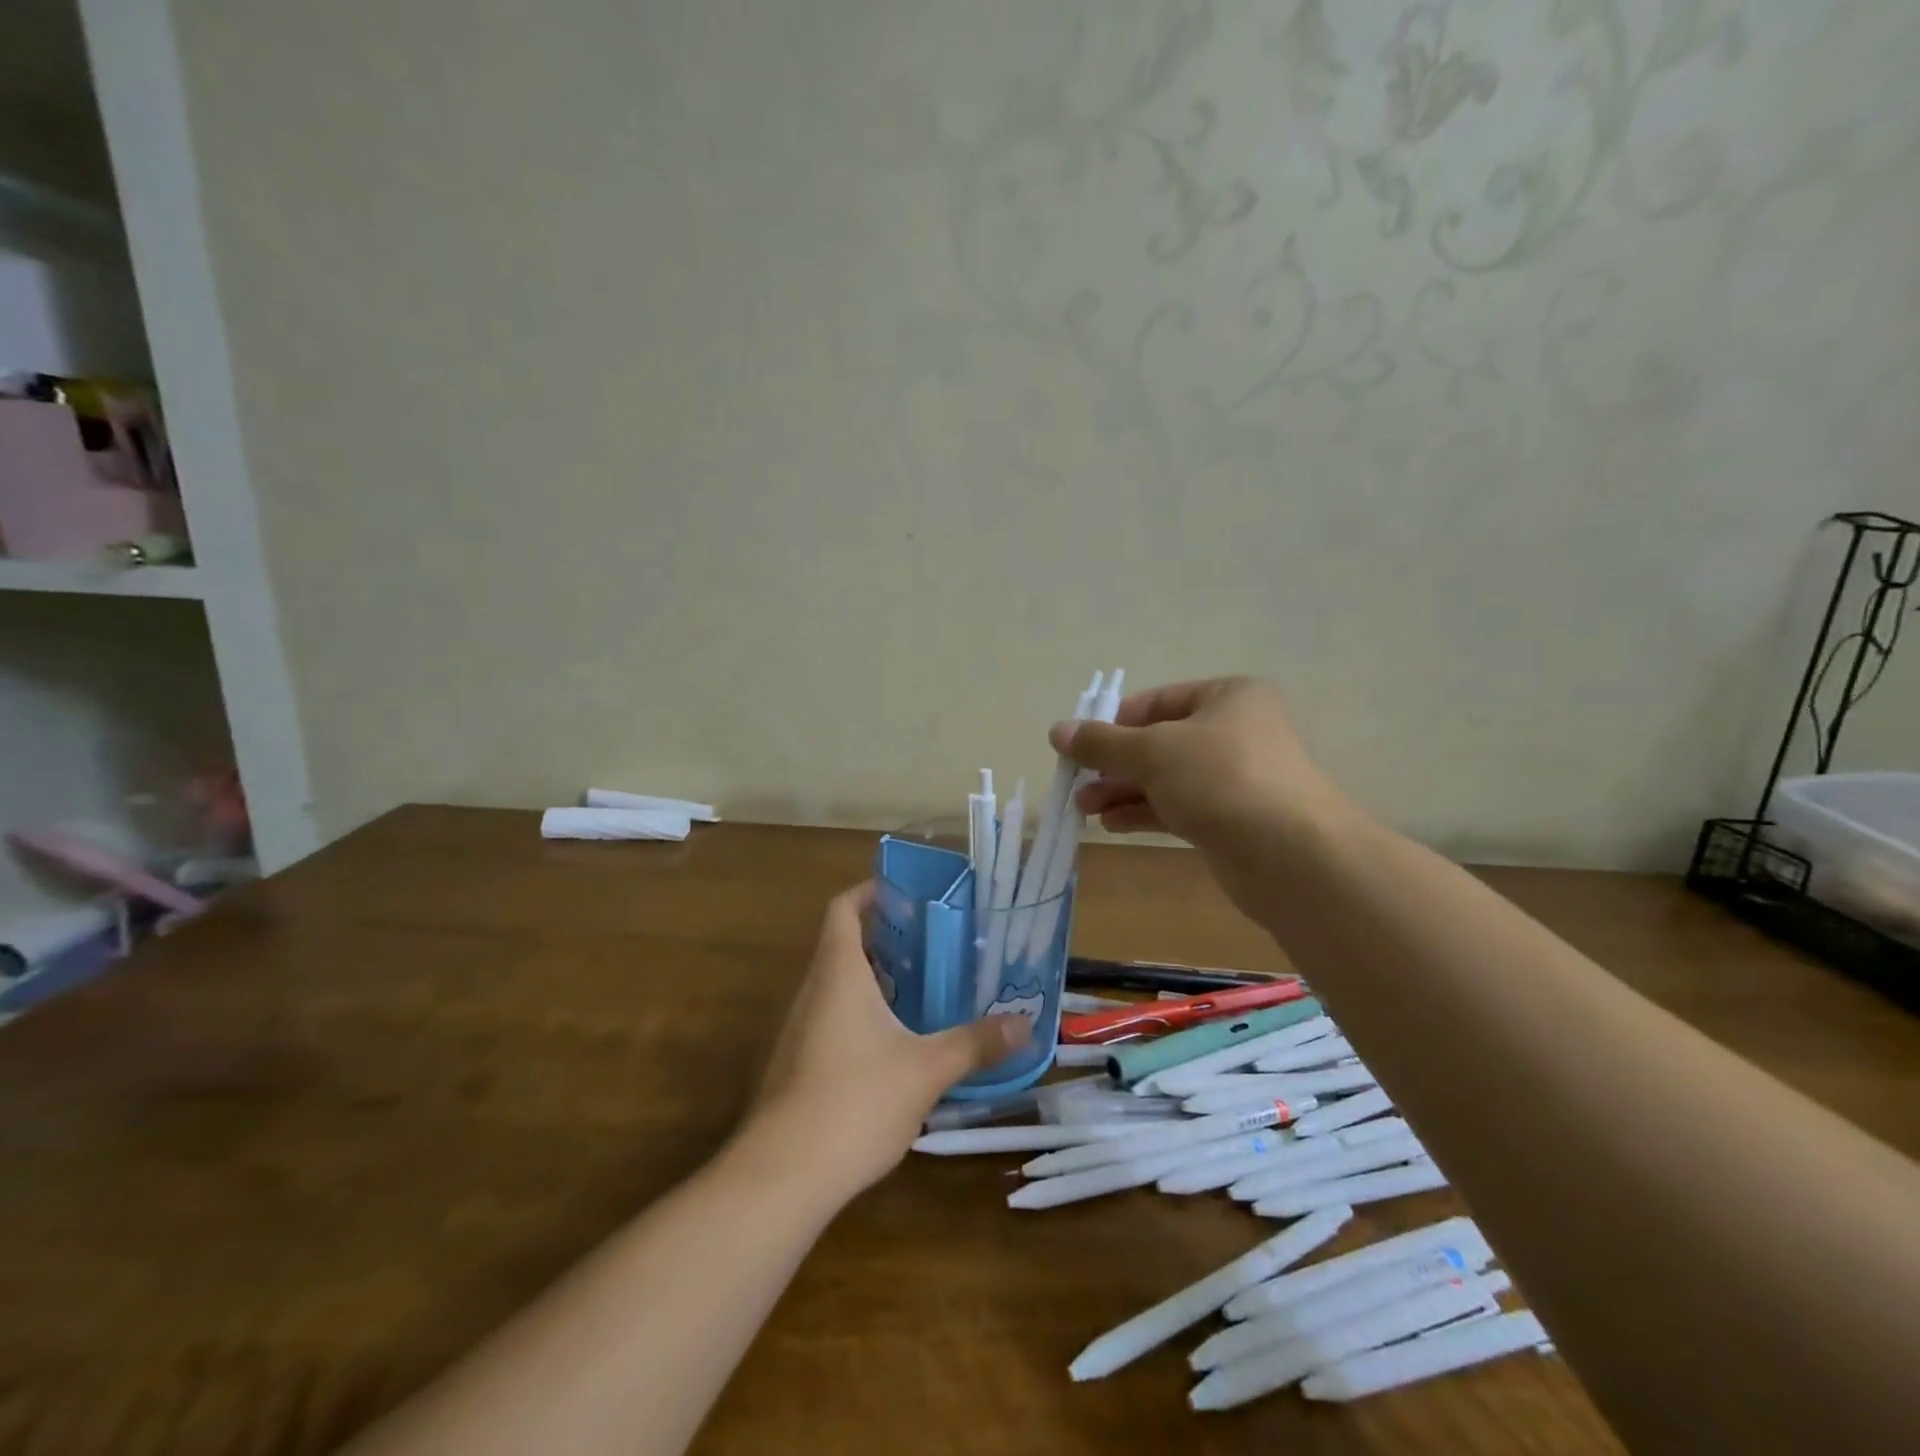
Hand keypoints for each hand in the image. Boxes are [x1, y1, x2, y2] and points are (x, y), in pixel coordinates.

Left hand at [745, 884, 1030, 1199]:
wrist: (782, 1175)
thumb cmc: (856, 1100)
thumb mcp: (927, 1069)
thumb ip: (976, 1043)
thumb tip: (1026, 1025)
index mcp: (838, 973)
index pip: (844, 908)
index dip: (870, 892)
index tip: (907, 894)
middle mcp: (812, 991)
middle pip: (843, 945)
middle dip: (886, 940)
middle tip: (933, 944)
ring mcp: (798, 1029)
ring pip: (837, 986)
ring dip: (875, 980)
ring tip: (922, 990)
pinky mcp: (796, 1065)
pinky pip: (831, 1020)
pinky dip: (861, 1016)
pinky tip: (895, 1045)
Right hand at [1050, 676, 1348, 866]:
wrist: (1290, 855)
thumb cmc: (1220, 778)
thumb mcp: (1152, 751)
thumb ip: (1102, 742)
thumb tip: (1057, 731)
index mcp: (1228, 697)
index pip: (1156, 702)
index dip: (1113, 723)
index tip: (1078, 746)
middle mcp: (1236, 731)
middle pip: (1159, 742)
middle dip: (1114, 764)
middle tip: (1076, 783)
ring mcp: (1236, 778)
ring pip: (1166, 778)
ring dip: (1123, 791)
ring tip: (1084, 809)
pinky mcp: (1232, 819)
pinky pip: (1179, 807)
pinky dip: (1145, 812)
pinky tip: (1112, 824)